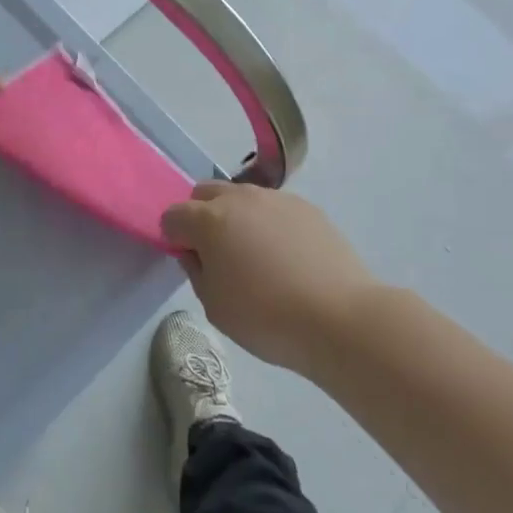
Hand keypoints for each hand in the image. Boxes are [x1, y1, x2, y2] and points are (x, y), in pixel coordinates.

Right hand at [162, 182, 377, 372]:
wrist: (340, 318)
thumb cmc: (267, 318)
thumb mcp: (215, 306)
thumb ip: (196, 271)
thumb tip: (196, 252)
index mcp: (209, 220)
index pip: (173, 216)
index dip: (174, 239)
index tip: (191, 262)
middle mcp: (239, 198)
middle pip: (204, 194)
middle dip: (201, 216)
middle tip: (218, 254)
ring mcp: (276, 199)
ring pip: (241, 197)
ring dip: (236, 217)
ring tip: (257, 256)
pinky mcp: (307, 207)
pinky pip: (273, 208)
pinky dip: (269, 223)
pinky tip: (287, 257)